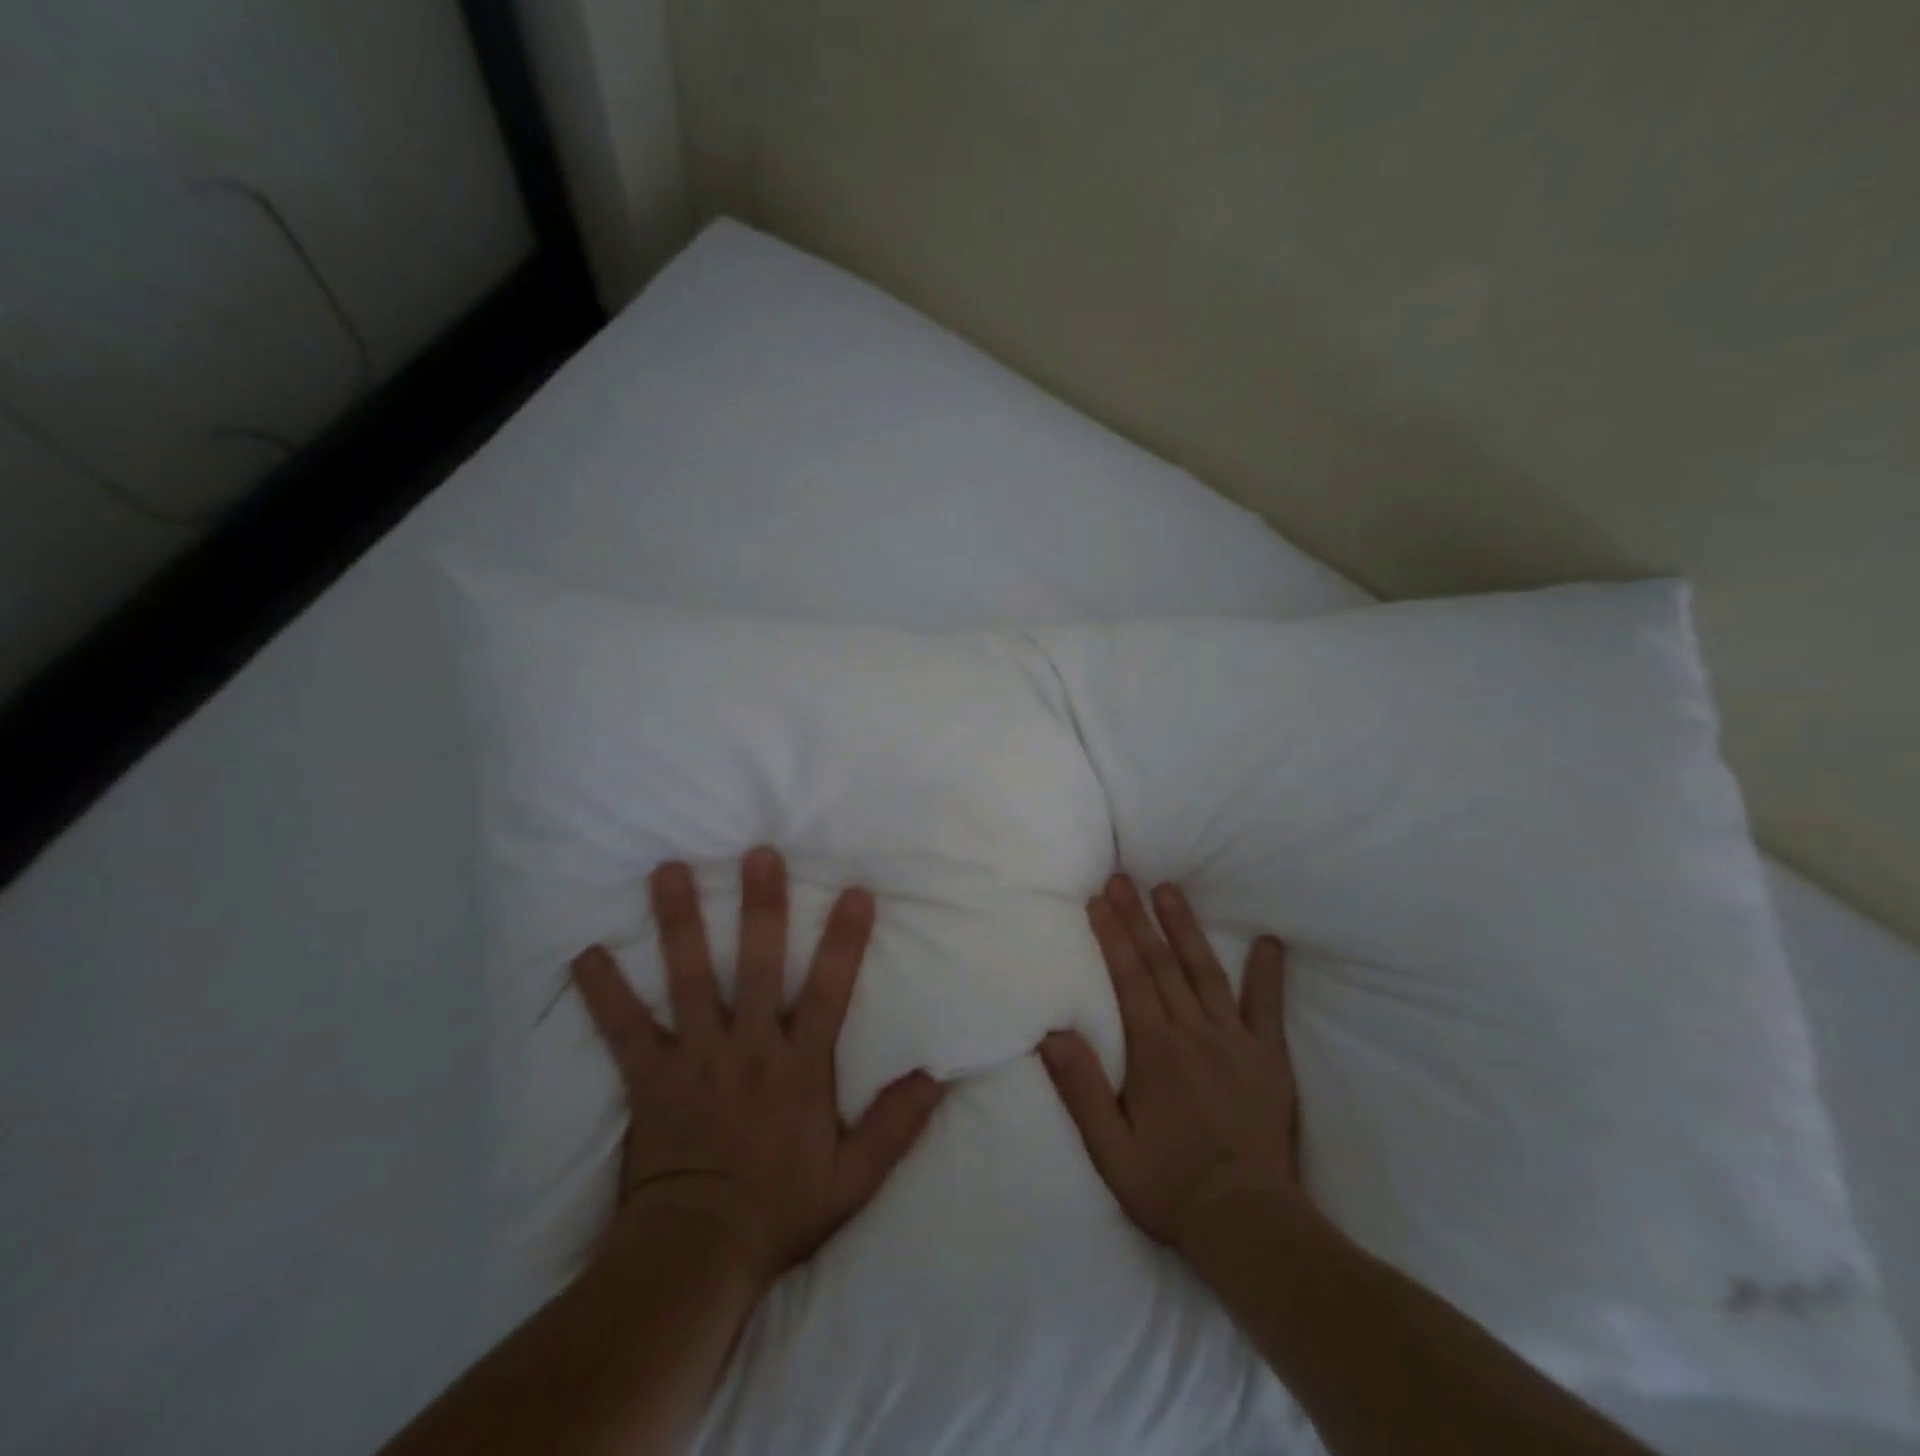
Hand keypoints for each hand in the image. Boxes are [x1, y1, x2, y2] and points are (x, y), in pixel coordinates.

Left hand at [571, 847, 945, 1286]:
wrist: (695, 1256)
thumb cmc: (779, 1210)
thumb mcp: (853, 1179)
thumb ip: (896, 1125)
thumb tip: (939, 1077)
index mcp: (799, 1067)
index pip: (828, 992)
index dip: (844, 941)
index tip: (855, 892)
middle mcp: (748, 1049)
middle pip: (755, 967)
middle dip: (760, 909)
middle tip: (757, 854)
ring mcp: (694, 1058)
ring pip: (688, 980)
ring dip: (679, 924)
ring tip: (669, 870)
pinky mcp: (650, 1077)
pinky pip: (624, 1029)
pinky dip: (604, 993)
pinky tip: (584, 955)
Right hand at [1039, 875, 1301, 1247]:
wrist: (1247, 1223)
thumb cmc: (1169, 1186)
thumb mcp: (1111, 1149)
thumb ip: (1081, 1089)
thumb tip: (1052, 1033)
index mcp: (1154, 1050)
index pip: (1129, 978)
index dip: (1113, 935)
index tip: (1100, 901)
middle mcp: (1193, 1033)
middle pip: (1161, 964)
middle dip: (1139, 917)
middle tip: (1124, 879)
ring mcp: (1234, 1042)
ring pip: (1204, 972)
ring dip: (1185, 928)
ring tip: (1170, 890)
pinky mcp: (1268, 1059)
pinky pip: (1266, 1008)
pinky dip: (1267, 973)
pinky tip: (1268, 942)